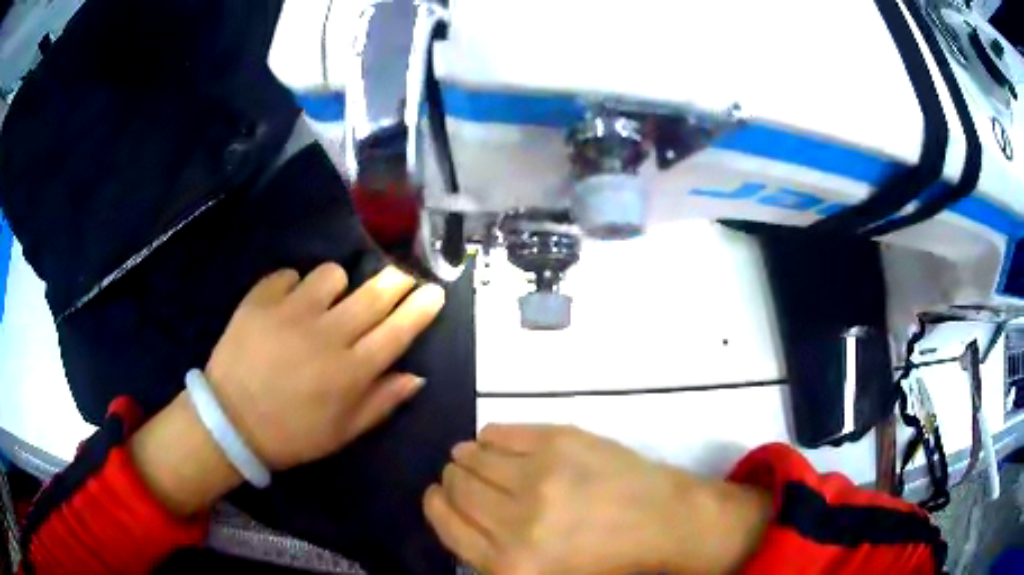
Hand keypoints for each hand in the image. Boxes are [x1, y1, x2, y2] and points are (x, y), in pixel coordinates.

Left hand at [131, 263, 445, 515]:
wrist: (230, 423)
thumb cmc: (292, 434)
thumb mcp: (343, 433)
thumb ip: (382, 402)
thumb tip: (416, 375)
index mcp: (351, 372)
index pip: (398, 331)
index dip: (421, 308)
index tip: (435, 291)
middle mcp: (327, 335)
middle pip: (374, 293)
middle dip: (396, 280)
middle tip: (399, 278)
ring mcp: (291, 312)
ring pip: (332, 274)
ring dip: (337, 285)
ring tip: (325, 301)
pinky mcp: (260, 299)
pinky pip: (290, 274)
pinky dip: (293, 286)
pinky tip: (286, 305)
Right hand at [424, 425, 772, 573]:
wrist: (666, 523)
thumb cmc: (607, 561)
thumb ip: (492, 556)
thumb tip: (457, 515)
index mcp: (510, 565)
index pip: (447, 524)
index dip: (436, 505)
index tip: (438, 496)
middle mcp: (516, 521)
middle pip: (457, 487)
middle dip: (452, 481)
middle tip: (462, 479)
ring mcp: (540, 475)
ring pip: (473, 455)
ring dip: (468, 456)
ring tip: (476, 458)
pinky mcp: (560, 440)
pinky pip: (502, 431)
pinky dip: (492, 437)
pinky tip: (498, 443)